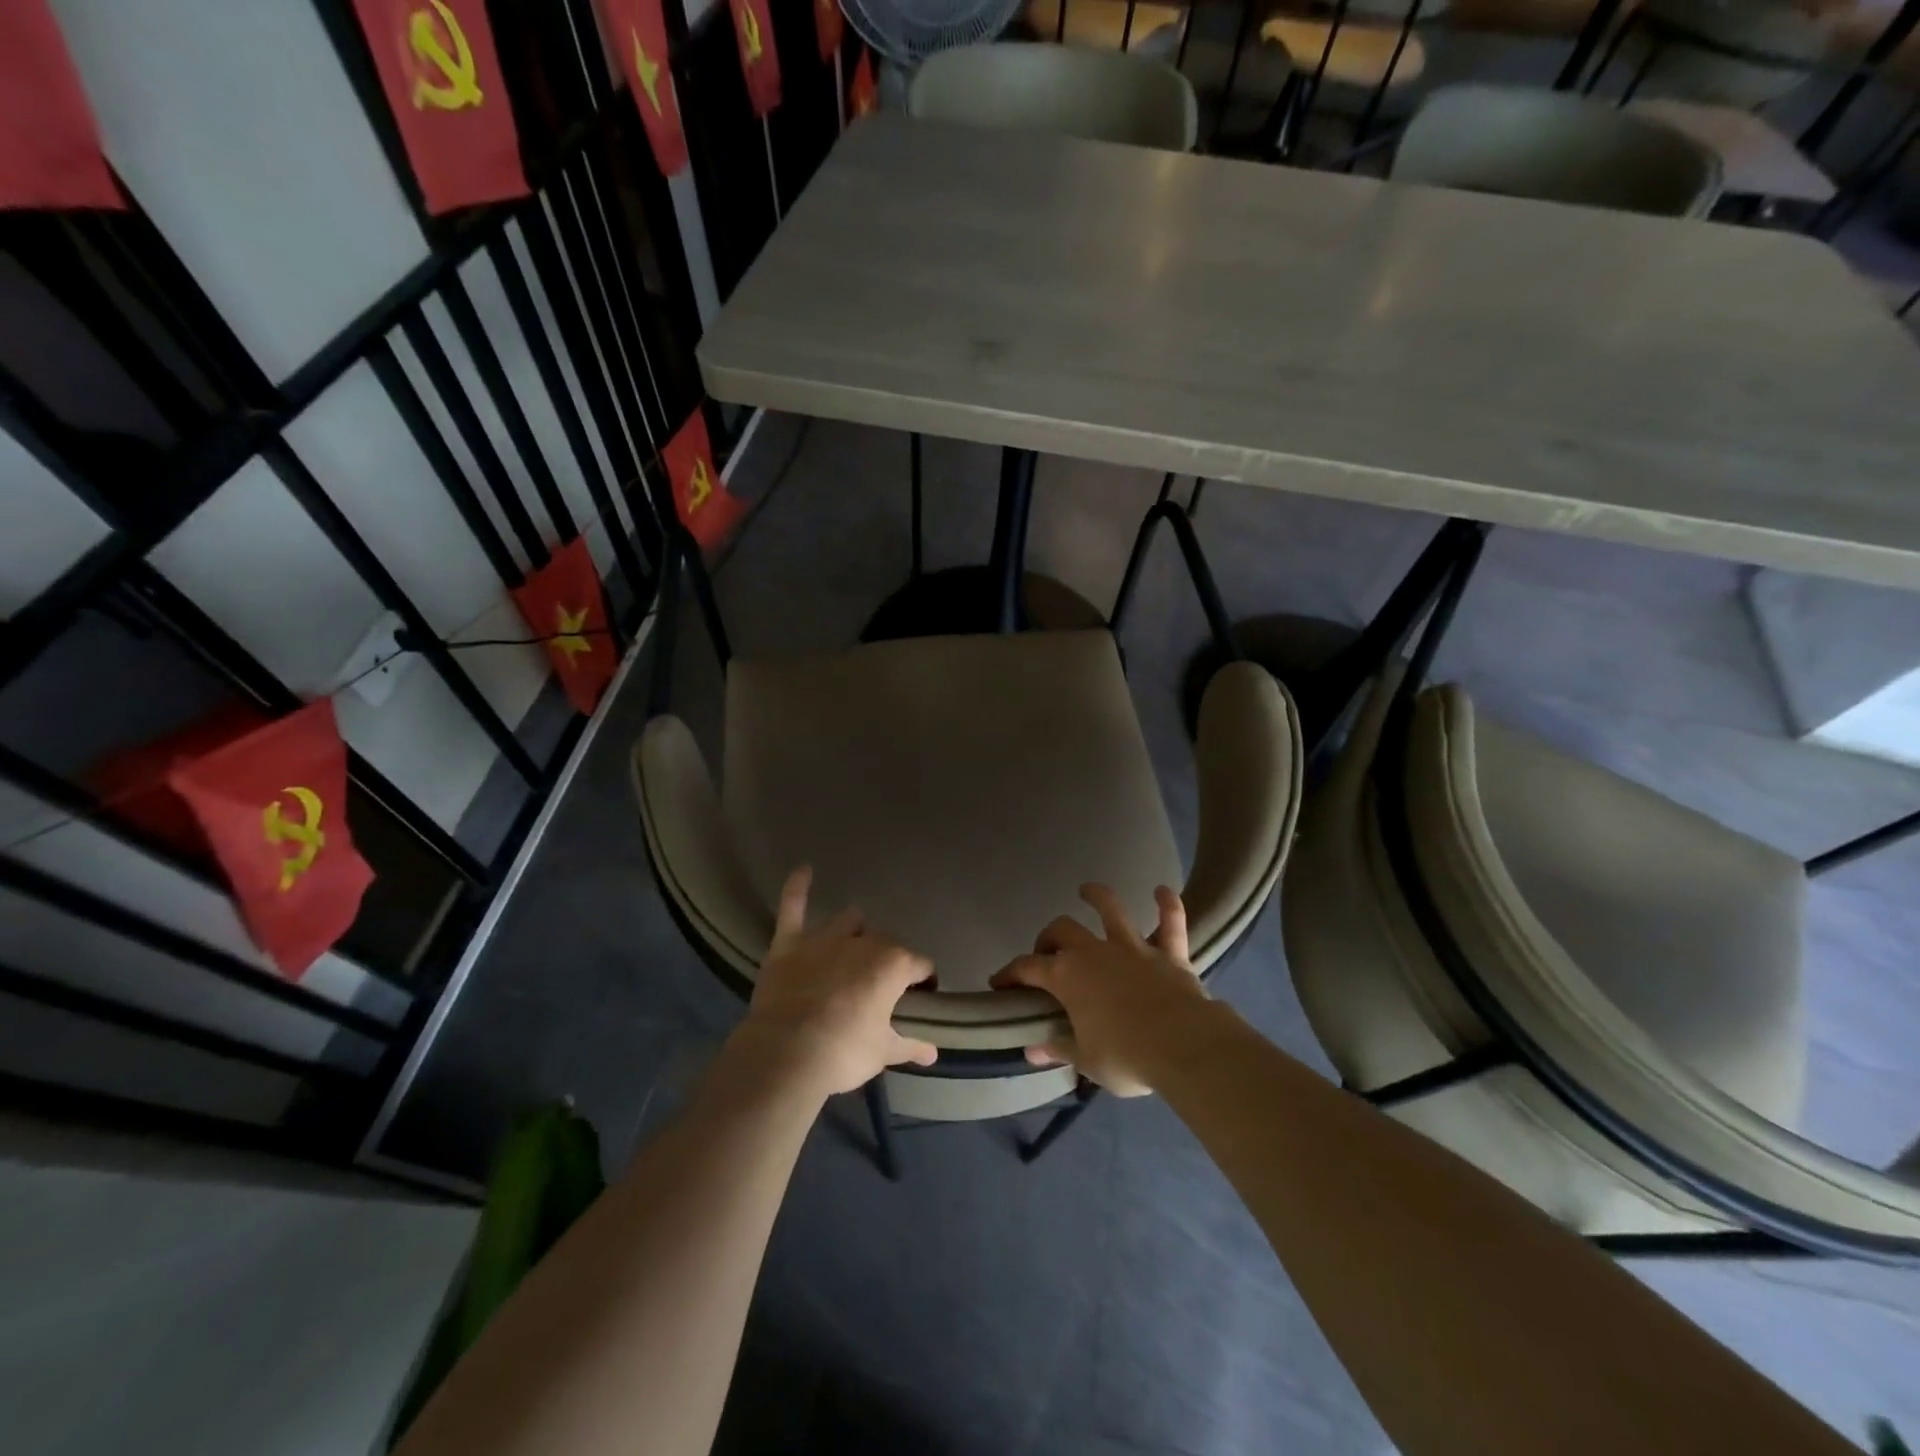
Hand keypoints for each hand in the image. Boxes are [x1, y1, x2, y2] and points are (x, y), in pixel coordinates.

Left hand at [735, 866, 938, 1095]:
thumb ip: (910, 1046)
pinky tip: (803, 869)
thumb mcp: (883, 1053)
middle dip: (888, 959)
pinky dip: (797, 887)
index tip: (920, 998)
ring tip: (853, 948)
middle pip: (886, 942)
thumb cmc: (843, 1053)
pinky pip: (793, 907)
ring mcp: (825, 938)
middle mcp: (864, 942)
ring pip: (850, 921)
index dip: (924, 981)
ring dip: (855, 931)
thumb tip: (934, 1054)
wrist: (786, 1054)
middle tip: (881, 986)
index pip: (921, 965)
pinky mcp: (790, 943)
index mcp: (894, 964)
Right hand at [991, 883, 1210, 1095]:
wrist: (1184, 1046)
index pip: (1027, 968)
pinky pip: (1171, 922)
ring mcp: (1133, 948)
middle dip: (1049, 936)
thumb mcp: (1086, 1061)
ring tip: (1087, 890)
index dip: (1010, 973)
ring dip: (1098, 896)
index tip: (999, 983)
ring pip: (1111, 910)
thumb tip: (1032, 1050)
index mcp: (1067, 977)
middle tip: (1047, 951)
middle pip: (1062, 930)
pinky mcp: (1169, 953)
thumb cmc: (1126, 1057)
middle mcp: (1095, 952)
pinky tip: (1162, 890)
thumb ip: (1059, 1048)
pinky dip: (1167, 905)